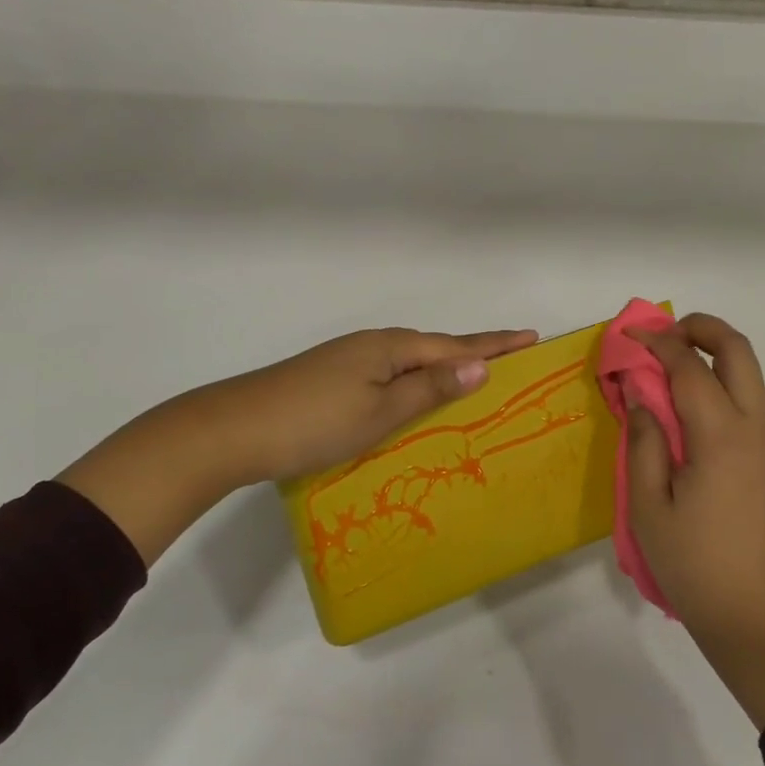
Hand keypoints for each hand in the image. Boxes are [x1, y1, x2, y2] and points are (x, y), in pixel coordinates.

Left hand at [204, 326, 540, 483]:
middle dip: (475, 352)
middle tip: (512, 357)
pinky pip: (391, 372)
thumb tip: (480, 364)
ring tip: (474, 376)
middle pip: (436, 347)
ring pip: (411, 360)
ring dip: (444, 366)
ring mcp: (350, 359)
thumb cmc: (314, 423)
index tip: (531, 336)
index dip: (496, 344)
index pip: (457, 345)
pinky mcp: (333, 377)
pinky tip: (416, 394)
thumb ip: (430, 388)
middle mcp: (374, 345)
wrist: (232, 429)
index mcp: (391, 348)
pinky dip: (416, 380)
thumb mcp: (380, 411)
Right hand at [627, 314, 764, 727]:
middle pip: (737, 349)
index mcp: (722, 435)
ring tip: (672, 374)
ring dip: (714, 357)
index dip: (657, 341)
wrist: (764, 619)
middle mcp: (758, 426)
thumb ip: (643, 440)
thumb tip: (640, 391)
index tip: (630, 335)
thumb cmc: (696, 566)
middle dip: (700, 328)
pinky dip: (725, 387)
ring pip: (751, 374)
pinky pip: (754, 402)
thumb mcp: (649, 507)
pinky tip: (695, 416)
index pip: (689, 365)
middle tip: (663, 337)